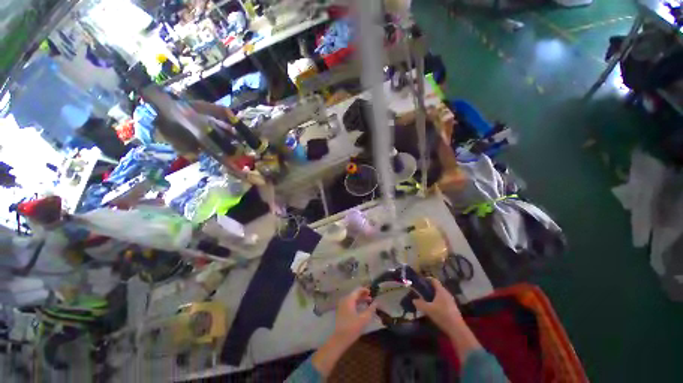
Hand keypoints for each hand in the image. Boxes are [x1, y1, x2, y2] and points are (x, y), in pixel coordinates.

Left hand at [333, 288, 377, 342]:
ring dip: (360, 300)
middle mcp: (345, 300)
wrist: (339, 339)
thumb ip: (371, 309)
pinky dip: (356, 303)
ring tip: (368, 303)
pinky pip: (350, 303)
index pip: (358, 290)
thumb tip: (376, 302)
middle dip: (363, 295)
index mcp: (349, 299)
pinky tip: (361, 308)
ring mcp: (342, 305)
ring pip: (352, 299)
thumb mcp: (364, 318)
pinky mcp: (341, 311)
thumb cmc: (352, 328)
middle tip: (371, 298)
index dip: (365, 290)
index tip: (372, 292)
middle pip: (355, 294)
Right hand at [412, 278, 463, 336]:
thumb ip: (420, 303)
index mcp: (441, 291)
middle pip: (437, 287)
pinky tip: (433, 308)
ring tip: (426, 300)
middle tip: (421, 292)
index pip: (434, 280)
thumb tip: (414, 300)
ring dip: (433, 296)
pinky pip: (443, 301)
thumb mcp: (428, 309)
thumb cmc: (442, 315)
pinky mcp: (453, 308)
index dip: (427, 279)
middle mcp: (447, 293)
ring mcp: (451, 301)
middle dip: (429, 289)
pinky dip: (437, 302)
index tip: (420, 282)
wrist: (457, 329)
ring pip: (440, 295)